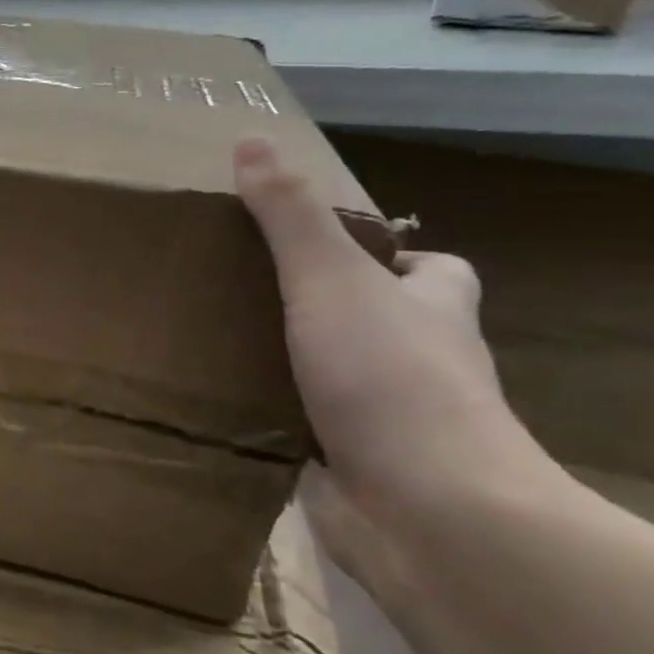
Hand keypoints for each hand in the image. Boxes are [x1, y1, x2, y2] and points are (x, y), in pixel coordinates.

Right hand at [233, 137, 550, 574]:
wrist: (426, 513)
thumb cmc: (389, 380)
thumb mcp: (331, 280)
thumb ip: (289, 217)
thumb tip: (251, 141)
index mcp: (433, 313)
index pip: (436, 271)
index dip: (395, 257)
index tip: (328, 251)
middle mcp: (422, 365)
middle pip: (382, 324)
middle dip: (327, 311)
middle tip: (248, 293)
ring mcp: (391, 422)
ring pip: (339, 379)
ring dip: (293, 366)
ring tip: (218, 344)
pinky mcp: (355, 469)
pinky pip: (308, 430)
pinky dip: (274, 420)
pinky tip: (223, 408)